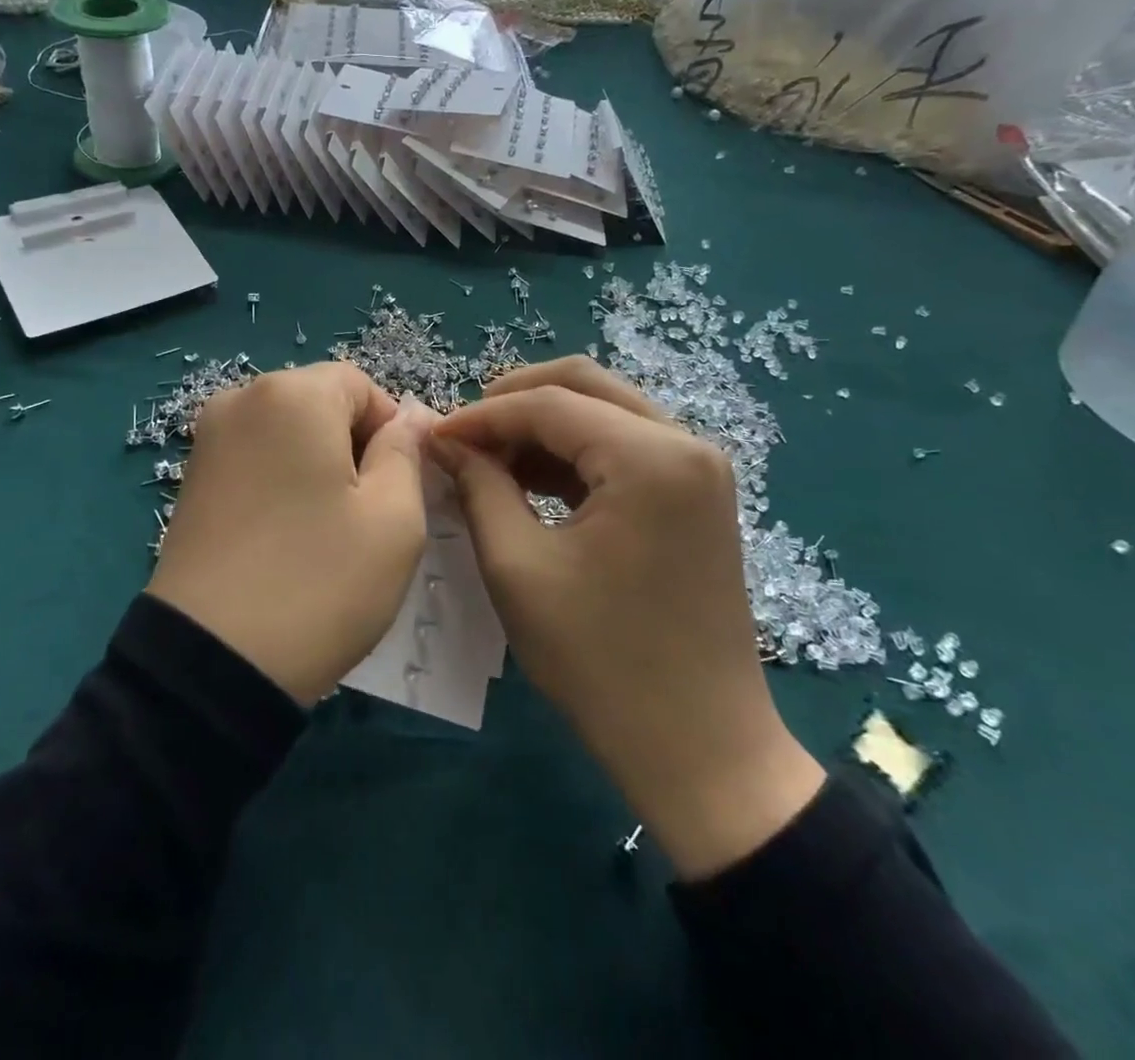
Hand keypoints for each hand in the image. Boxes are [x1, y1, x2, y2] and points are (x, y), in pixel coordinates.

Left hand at [148, 364, 433, 704]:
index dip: (391, 430)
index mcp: (292, 394)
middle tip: (367, 514)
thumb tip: (410, 418)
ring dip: (318, 466)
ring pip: (288, 433)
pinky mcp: (191, 478)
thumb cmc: (319, 581)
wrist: (211, 662)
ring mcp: (208, 439)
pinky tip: (287, 535)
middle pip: (321, 403)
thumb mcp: (394, 518)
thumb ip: (406, 452)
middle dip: (353, 446)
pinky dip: (281, 482)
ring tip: (326, 529)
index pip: (361, 385)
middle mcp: (241, 399)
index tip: (398, 488)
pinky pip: (255, 458)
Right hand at [431, 357, 823, 878]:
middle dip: (514, 402)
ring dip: (543, 426)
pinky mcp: (696, 494)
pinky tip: (530, 480)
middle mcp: (686, 444)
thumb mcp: (518, 567)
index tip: (433, 437)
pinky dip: (573, 453)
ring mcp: (698, 467)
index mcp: (650, 457)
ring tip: (488, 460)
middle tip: (463, 435)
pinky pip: (625, 447)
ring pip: (605, 410)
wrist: (702, 749)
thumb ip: (479, 486)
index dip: (481, 416)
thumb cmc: (601, 662)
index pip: (547, 404)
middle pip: (584, 385)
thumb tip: (445, 440)